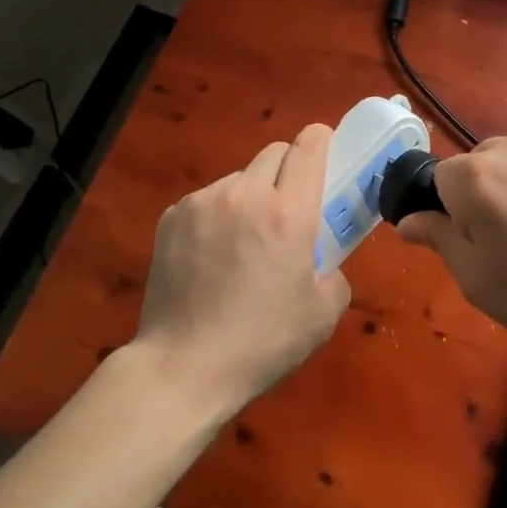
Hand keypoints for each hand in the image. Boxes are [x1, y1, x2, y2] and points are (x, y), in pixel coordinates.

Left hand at [131, 123, 350, 417]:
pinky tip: (212, 256)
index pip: (308, 147)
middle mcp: (244, 195)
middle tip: (289, 208)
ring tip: (244, 241)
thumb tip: (321, 261)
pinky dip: (218, 214)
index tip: (326, 152)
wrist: (183, 367)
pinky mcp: (172, 217)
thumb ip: (334, 273)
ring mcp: (202, 203)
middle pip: (273, 152)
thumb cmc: (262, 343)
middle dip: (288, 170)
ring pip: (239, 177)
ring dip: (251, 195)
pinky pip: (207, 199)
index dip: (321, 141)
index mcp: (288, 214)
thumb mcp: (323, 314)